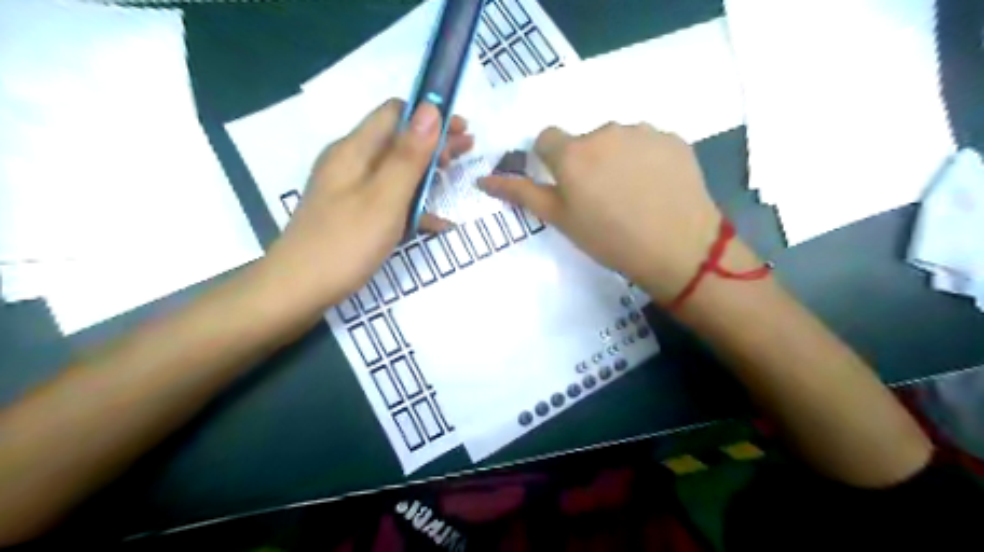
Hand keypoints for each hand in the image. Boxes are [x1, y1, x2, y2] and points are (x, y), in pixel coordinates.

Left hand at [261, 98, 476, 308]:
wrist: (297, 291)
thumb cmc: (345, 243)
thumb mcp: (384, 198)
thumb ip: (408, 155)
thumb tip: (430, 108)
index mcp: (355, 151)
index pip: (395, 113)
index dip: (429, 114)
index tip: (460, 128)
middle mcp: (351, 163)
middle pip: (398, 141)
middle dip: (434, 141)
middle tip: (468, 149)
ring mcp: (351, 191)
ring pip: (396, 170)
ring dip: (428, 170)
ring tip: (457, 174)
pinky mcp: (354, 215)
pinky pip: (389, 200)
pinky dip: (414, 204)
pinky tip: (439, 222)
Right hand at [482, 122, 720, 301]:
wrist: (678, 248)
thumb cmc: (608, 238)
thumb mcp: (559, 219)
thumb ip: (522, 193)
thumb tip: (483, 179)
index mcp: (572, 152)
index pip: (547, 139)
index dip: (551, 161)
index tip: (565, 185)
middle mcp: (604, 130)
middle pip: (585, 140)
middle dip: (586, 161)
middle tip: (602, 197)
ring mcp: (642, 131)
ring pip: (618, 139)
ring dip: (617, 158)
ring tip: (632, 193)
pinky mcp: (673, 138)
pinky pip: (649, 143)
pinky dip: (647, 159)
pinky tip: (656, 187)